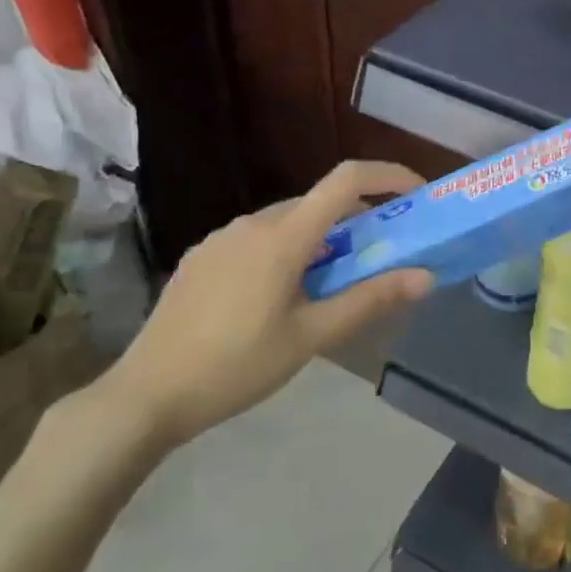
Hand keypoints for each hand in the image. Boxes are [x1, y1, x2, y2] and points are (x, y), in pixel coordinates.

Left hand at [96, 160, 433, 449]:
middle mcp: (252, 223)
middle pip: (319, 203)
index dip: (388, 175)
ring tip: (330, 286)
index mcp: (283, 236)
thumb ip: (369, 300)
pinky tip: (279, 297)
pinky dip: (287, 251)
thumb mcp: (311, 336)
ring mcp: (221, 238)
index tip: (417, 193)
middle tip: (379, 258)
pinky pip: (258, 239)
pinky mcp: (202, 257)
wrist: (146, 395)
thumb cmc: (237, 365)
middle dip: (358, 221)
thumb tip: (425, 277)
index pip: (346, 180)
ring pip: (287, 222)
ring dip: (321, 240)